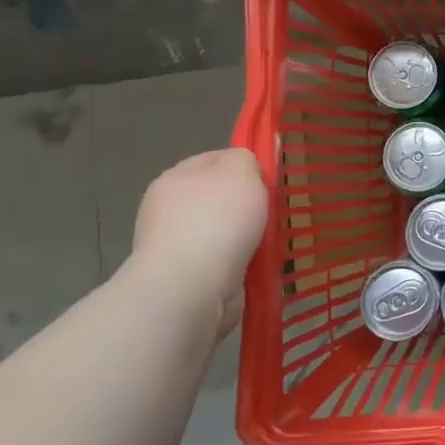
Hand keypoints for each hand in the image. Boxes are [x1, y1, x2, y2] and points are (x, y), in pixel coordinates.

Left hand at [128, 148, 268, 336]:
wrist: (190, 287)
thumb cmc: (216, 221)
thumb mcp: (240, 170)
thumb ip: (247, 157)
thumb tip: (247, 163)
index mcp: (176, 177)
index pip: (217, 158)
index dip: (247, 165)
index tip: (270, 180)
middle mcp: (169, 208)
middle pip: (221, 196)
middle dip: (248, 204)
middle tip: (275, 212)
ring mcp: (176, 244)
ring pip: (225, 230)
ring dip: (247, 236)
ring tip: (272, 242)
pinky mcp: (187, 276)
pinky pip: (225, 260)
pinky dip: (242, 262)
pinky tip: (258, 265)